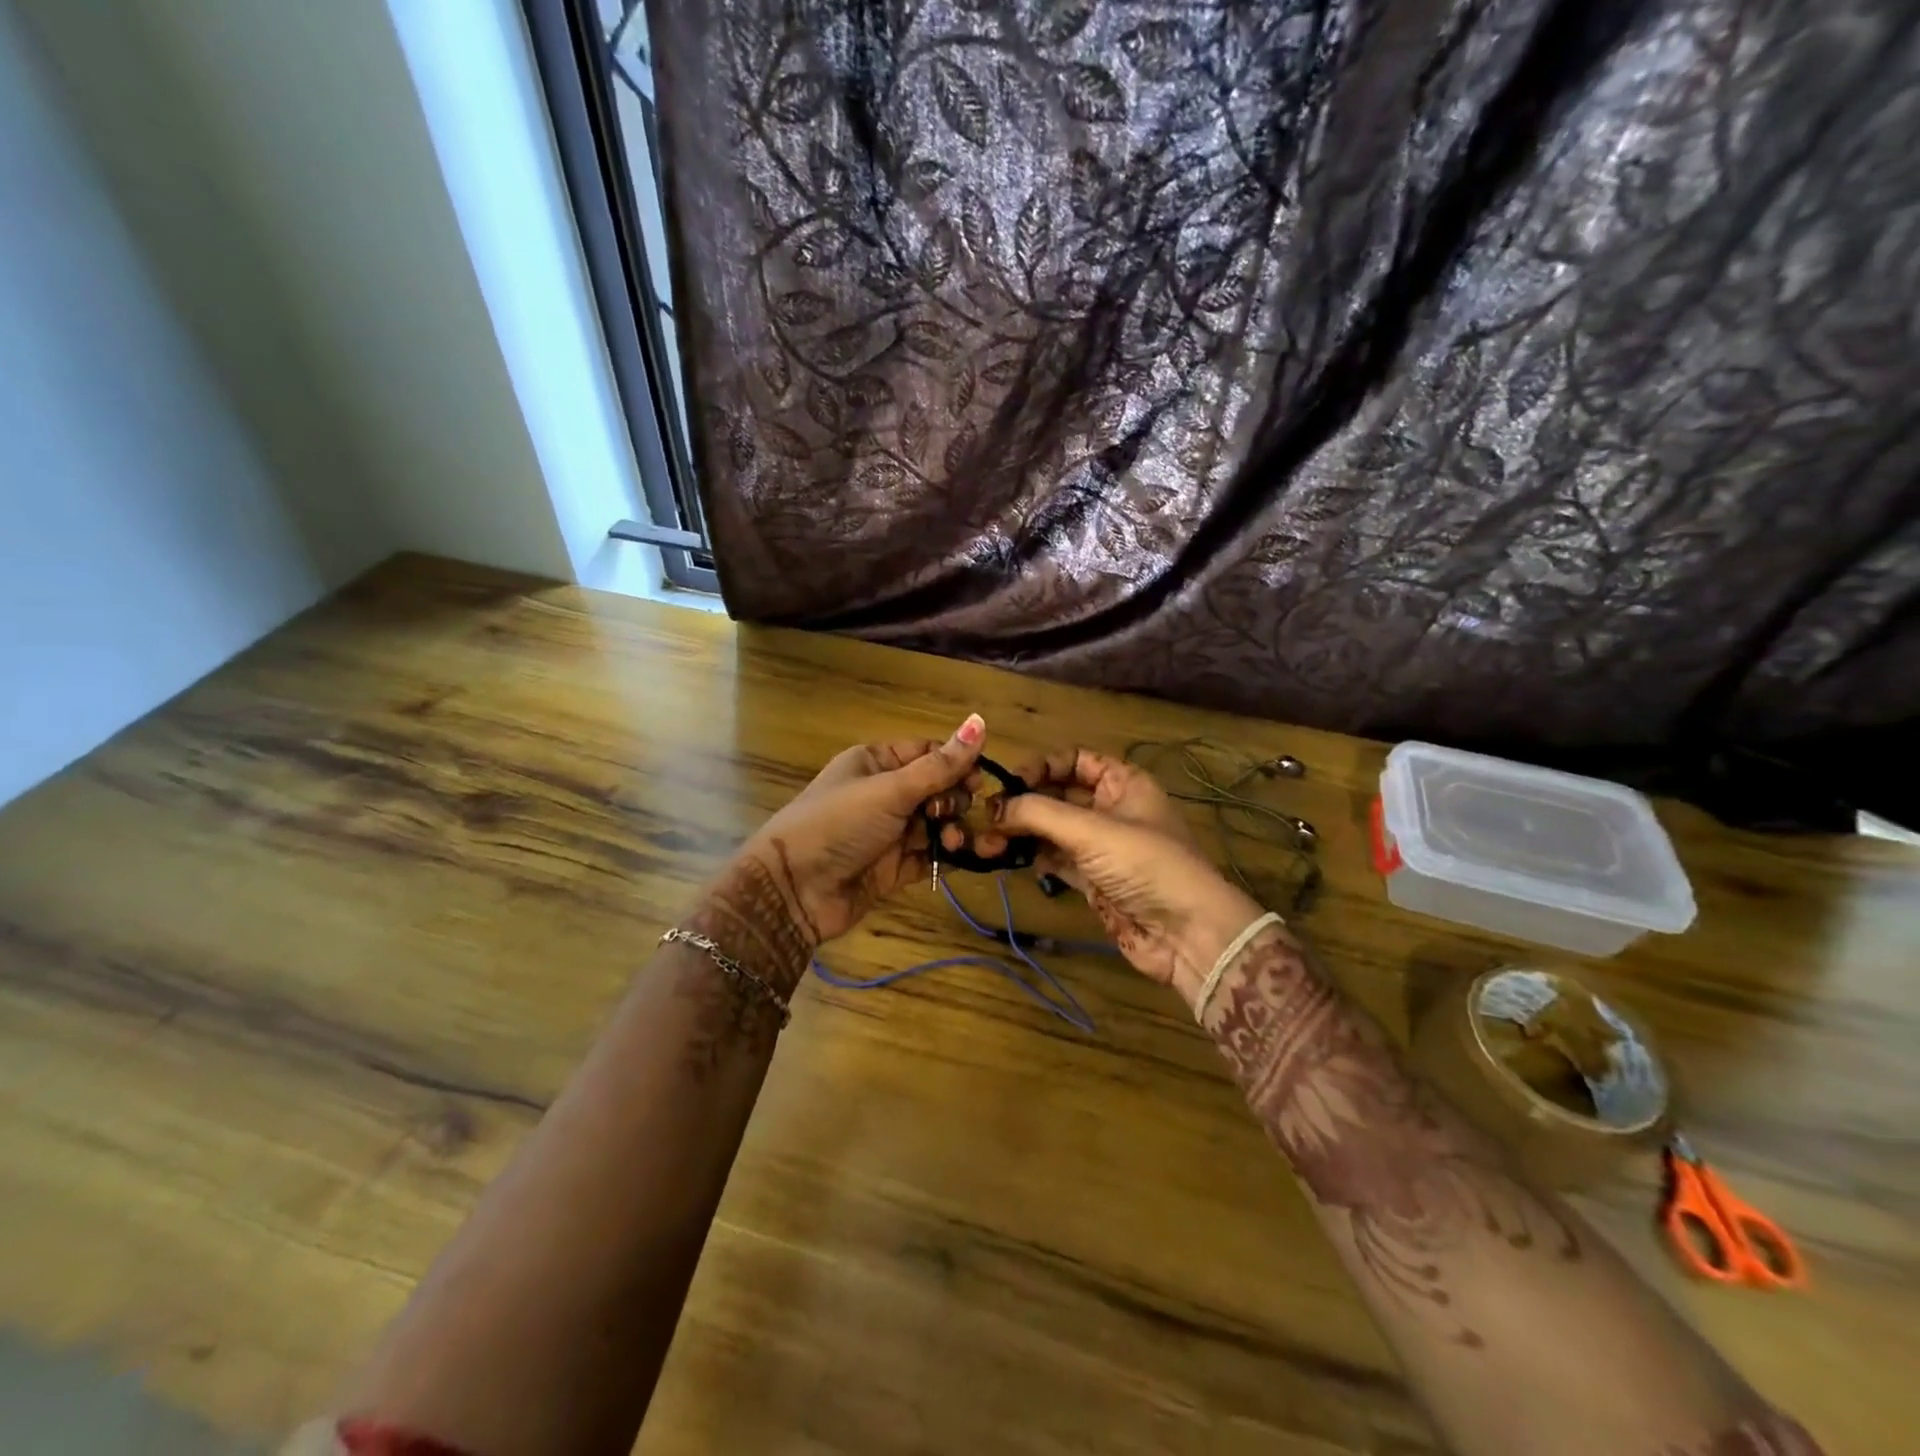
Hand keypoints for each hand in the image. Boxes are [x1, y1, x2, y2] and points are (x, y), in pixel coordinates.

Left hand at [722, 714, 986, 955]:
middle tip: (954, 812)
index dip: (957, 763)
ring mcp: (889, 832)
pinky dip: (947, 856)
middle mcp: (884, 793)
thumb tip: (980, 720)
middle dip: (955, 800)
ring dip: (953, 830)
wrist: (795, 889)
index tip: (979, 780)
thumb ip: (940, 764)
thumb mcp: (890, 789)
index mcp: (876, 762)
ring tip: (954, 842)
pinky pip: (930, 856)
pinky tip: (962, 857)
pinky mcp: (894, 868)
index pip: (928, 753)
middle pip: (937, 789)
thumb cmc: (839, 824)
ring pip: (936, 824)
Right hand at [984, 749, 1263, 1008]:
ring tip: (987, 843)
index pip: (1075, 760)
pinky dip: (1034, 858)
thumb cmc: (1145, 864)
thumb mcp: (1091, 830)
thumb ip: (1039, 813)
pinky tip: (1008, 859)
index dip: (1042, 766)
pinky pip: (1056, 860)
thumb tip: (994, 808)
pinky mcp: (1094, 881)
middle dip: (1023, 803)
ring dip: (1022, 833)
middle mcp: (1112, 809)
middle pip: (1059, 795)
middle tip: (986, 817)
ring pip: (1053, 830)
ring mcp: (1103, 847)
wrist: (1186, 935)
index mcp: (1124, 783)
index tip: (1008, 782)